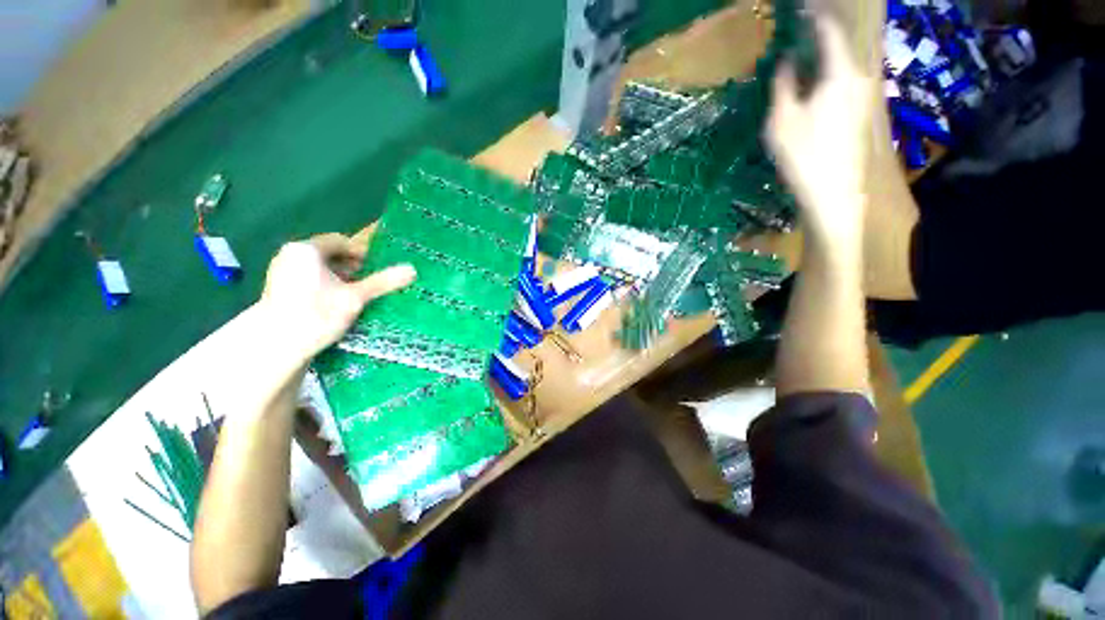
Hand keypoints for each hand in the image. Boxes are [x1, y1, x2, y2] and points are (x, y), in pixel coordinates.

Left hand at [258, 233, 414, 365]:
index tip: (376, 268)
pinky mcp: (278, 290)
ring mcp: (281, 273)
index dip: (361, 253)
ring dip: (339, 278)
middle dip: (351, 267)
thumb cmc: (317, 314)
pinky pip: (308, 280)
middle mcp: (290, 256)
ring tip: (355, 294)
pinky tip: (335, 303)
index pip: (339, 241)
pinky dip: (325, 286)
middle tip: (368, 282)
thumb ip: (383, 282)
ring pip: (318, 269)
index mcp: (306, 250)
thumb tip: (413, 270)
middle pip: (328, 255)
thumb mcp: (356, 297)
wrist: (276, 345)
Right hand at [766, 16, 872, 249]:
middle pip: (841, 45)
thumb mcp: (782, 120)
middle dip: (821, 34)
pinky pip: (845, 79)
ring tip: (804, 55)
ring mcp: (863, 95)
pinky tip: (815, 83)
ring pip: (843, 63)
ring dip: (824, 55)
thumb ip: (783, 85)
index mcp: (840, 73)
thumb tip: (786, 61)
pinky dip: (829, 73)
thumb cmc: (803, 155)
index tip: (801, 9)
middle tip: (800, 32)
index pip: (830, 31)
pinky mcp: (861, 111)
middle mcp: (859, 77)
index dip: (815, 17)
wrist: (833, 192)